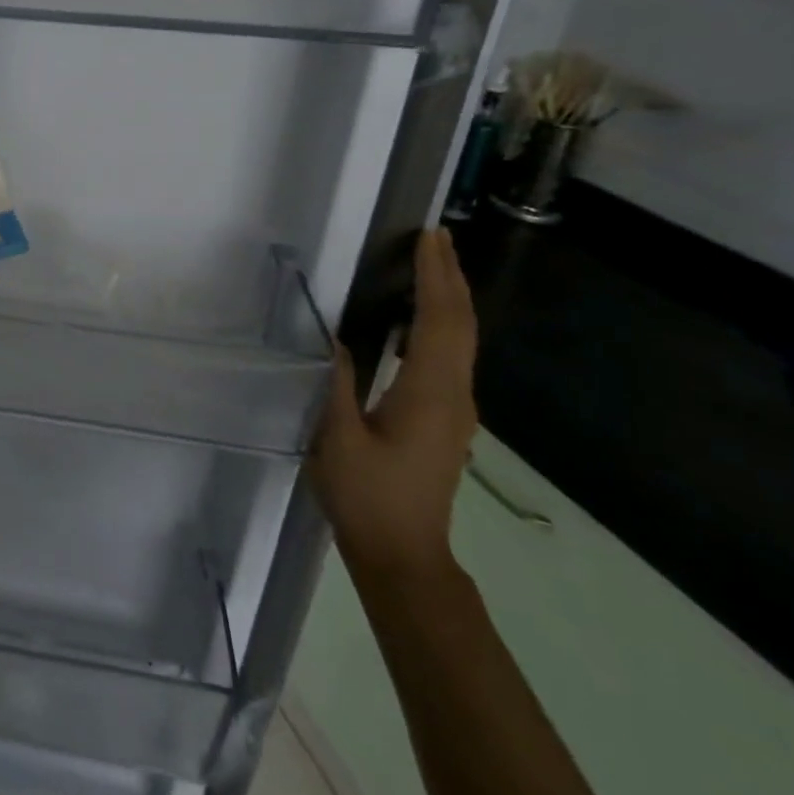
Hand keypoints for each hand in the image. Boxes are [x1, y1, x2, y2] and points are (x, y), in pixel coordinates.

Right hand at [309, 227, 478, 583]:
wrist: (403, 556)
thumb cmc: (367, 497)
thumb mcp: (338, 438)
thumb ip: (335, 382)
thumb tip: (333, 336)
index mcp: (430, 395)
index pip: (439, 322)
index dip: (436, 277)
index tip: (430, 238)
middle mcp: (454, 396)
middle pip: (460, 326)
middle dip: (450, 278)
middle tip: (436, 237)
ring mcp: (455, 409)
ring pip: (460, 341)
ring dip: (448, 298)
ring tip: (431, 265)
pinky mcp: (445, 419)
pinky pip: (449, 357)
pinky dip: (440, 323)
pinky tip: (422, 318)